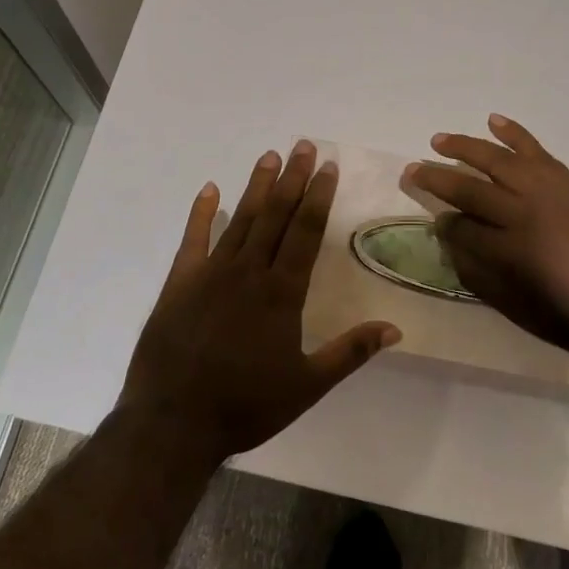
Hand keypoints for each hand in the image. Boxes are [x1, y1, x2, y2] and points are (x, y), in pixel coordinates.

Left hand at [118, 140, 400, 462]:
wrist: (173, 423)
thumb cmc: (245, 406)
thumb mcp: (307, 386)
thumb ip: (350, 352)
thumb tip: (394, 328)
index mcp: (281, 293)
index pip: (306, 233)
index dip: (318, 197)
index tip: (328, 167)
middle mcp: (248, 272)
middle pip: (276, 216)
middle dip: (293, 179)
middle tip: (304, 146)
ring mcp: (210, 274)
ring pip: (240, 220)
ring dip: (257, 187)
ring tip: (270, 156)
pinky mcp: (179, 283)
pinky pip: (193, 239)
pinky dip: (202, 213)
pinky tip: (210, 189)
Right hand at [407, 115, 568, 372]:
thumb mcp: (515, 306)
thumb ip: (477, 272)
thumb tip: (450, 240)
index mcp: (507, 248)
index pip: (460, 224)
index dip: (443, 222)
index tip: (434, 220)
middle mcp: (524, 211)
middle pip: (470, 187)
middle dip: (437, 178)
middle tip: (413, 169)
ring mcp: (549, 192)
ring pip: (499, 160)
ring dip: (467, 147)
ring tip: (440, 139)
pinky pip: (537, 152)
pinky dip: (515, 134)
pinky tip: (495, 122)